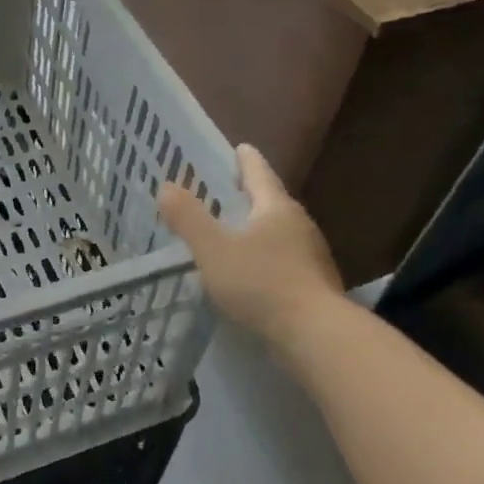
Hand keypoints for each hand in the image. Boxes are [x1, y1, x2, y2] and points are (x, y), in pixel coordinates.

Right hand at [158, 144, 343, 345]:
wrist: (316, 336)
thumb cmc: (262, 283)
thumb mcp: (213, 250)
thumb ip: (188, 218)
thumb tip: (166, 186)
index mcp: (276, 208)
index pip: (259, 173)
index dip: (246, 160)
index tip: (241, 147)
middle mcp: (299, 225)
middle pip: (272, 202)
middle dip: (251, 195)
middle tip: (230, 190)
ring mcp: (312, 257)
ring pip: (280, 233)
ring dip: (259, 229)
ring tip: (236, 233)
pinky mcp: (315, 286)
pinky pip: (285, 261)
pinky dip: (267, 258)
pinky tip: (253, 273)